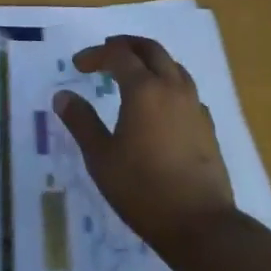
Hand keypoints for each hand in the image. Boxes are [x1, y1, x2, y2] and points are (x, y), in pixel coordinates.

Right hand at [51, 36, 235, 250]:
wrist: (201, 225)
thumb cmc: (143, 190)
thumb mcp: (101, 159)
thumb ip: (81, 122)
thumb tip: (62, 96)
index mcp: (144, 89)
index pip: (118, 53)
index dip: (96, 54)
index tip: (79, 65)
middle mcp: (171, 87)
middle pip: (150, 49)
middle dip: (126, 45)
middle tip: (107, 53)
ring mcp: (194, 104)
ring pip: (172, 65)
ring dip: (150, 60)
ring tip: (134, 74)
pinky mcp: (207, 125)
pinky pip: (186, 90)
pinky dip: (169, 84)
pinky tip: (162, 106)